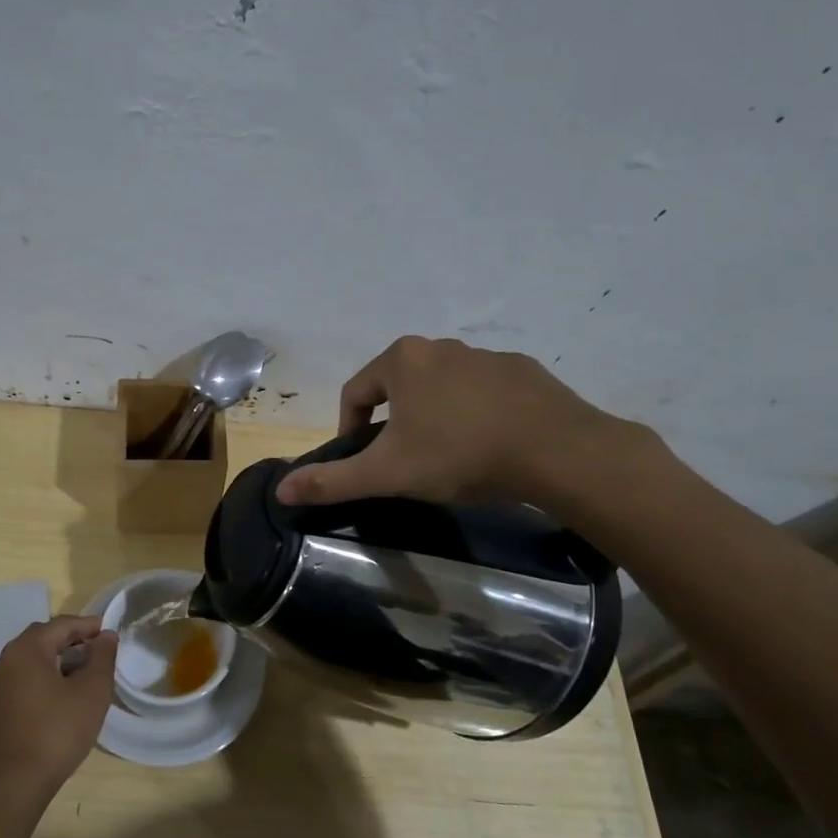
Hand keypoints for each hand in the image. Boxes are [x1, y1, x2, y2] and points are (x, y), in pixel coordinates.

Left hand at [0, 615, 117, 801]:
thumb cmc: (57, 730)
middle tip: (101, 651)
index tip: (112, 633)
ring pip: (37, 659)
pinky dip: (50, 676)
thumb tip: (106, 636)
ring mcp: (1, 683)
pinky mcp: (2, 705)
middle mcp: (9, 659)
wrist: (15, 781)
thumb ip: (102, 657)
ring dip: (63, 659)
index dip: (89, 625)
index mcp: (27, 649)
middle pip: (46, 638)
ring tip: (90, 673)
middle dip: (75, 640)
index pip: (62, 624)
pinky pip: (29, 677)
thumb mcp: (91, 691)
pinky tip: (69, 694)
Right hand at [276, 336, 649, 515]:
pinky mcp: (523, 372)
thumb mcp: (388, 473)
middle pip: (398, 387)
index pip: (355, 392)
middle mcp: (441, 347)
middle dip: (393, 423)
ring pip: (441, 389)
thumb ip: (333, 480)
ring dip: (433, 417)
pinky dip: (474, 415)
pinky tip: (488, 446)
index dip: (349, 428)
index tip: (363, 461)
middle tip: (405, 463)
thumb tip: (280, 490)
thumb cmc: (458, 454)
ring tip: (447, 458)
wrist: (556, 451)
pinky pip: (483, 392)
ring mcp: (486, 356)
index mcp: (402, 360)